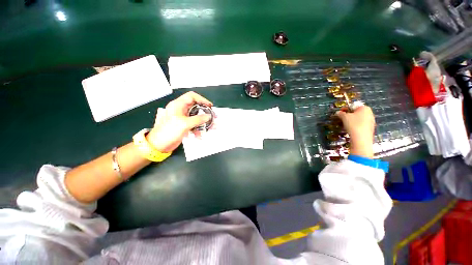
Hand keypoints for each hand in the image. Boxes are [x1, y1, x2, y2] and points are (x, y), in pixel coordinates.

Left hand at [146, 92, 212, 152]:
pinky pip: (194, 124)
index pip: (192, 96)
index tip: (210, 106)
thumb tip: (208, 116)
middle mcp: (181, 109)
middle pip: (196, 107)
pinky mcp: (184, 125)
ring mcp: (183, 118)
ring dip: (204, 122)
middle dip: (205, 113)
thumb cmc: (169, 132)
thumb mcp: (184, 124)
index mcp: (178, 105)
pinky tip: (199, 135)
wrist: (159, 145)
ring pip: (196, 116)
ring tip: (211, 127)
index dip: (202, 99)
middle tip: (213, 117)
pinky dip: (198, 128)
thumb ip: (198, 119)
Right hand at [335, 106, 375, 157]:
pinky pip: (361, 124)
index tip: (339, 113)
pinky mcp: (370, 128)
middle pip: (357, 112)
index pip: (353, 106)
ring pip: (359, 118)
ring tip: (346, 125)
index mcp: (365, 108)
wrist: (361, 138)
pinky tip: (352, 129)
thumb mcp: (344, 117)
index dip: (345, 109)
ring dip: (352, 120)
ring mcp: (371, 121)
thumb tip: (337, 112)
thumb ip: (340, 113)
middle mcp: (370, 113)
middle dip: (349, 115)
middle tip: (342, 119)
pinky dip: (356, 125)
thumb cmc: (353, 124)